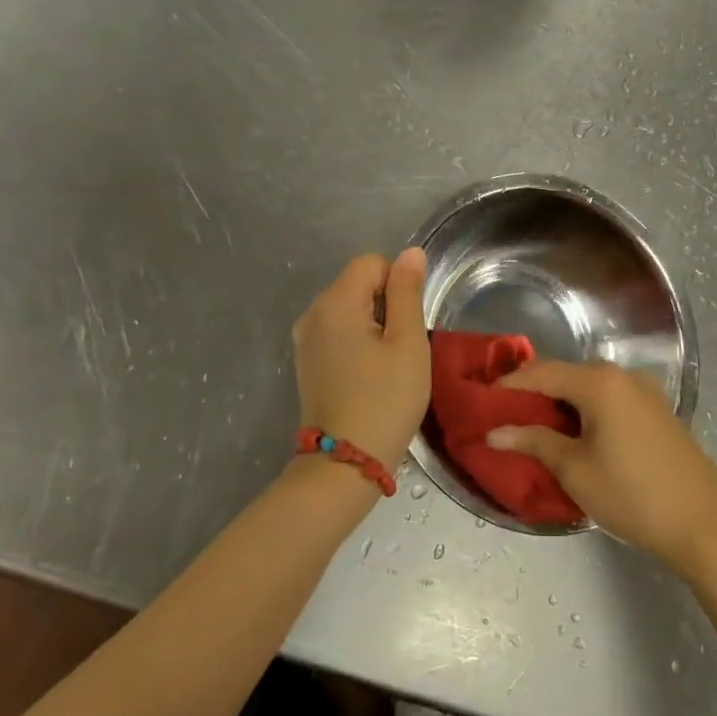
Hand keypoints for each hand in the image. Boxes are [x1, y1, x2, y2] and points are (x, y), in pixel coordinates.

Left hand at [292, 249, 430, 473]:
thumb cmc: (386, 399)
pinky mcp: (306, 361)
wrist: (346, 463)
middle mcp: (312, 312)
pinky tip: (368, 374)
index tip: (407, 324)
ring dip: (372, 326)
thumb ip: (407, 292)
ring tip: (385, 364)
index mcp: (335, 302)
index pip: (372, 263)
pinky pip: (337, 332)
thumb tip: (411, 253)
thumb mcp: (408, 342)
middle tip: (400, 348)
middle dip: (385, 305)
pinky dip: (357, 342)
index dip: (397, 285)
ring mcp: (305, 339)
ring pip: (349, 309)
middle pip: (358, 283)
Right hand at [488, 360, 716, 572]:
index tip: (481, 404)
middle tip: (503, 417)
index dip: (507, 386)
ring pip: (586, 386)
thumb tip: (493, 432)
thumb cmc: (633, 495)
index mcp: (599, 382)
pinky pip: (608, 398)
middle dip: (531, 393)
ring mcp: (642, 390)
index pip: (540, 372)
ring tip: (532, 428)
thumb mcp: (575, 470)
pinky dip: (584, 409)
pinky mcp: (655, 409)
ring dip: (558, 402)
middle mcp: (621, 375)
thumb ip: (533, 442)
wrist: (705, 523)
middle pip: (564, 374)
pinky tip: (573, 434)